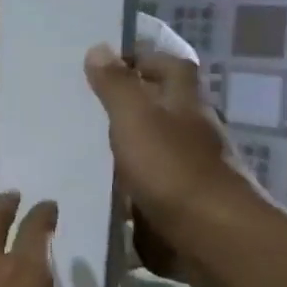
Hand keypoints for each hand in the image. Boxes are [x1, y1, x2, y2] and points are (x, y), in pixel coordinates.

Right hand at [83, 45, 270, 284]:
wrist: (211, 238)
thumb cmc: (173, 170)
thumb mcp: (135, 119)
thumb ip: (116, 86)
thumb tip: (99, 47)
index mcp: (184, 105)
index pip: (171, 68)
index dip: (144, 58)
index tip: (107, 61)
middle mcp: (190, 133)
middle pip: (161, 107)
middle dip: (129, 102)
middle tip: (82, 102)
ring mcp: (185, 171)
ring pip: (152, 147)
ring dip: (123, 145)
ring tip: (76, 145)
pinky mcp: (176, 204)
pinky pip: (144, 186)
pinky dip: (123, 184)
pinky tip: (92, 188)